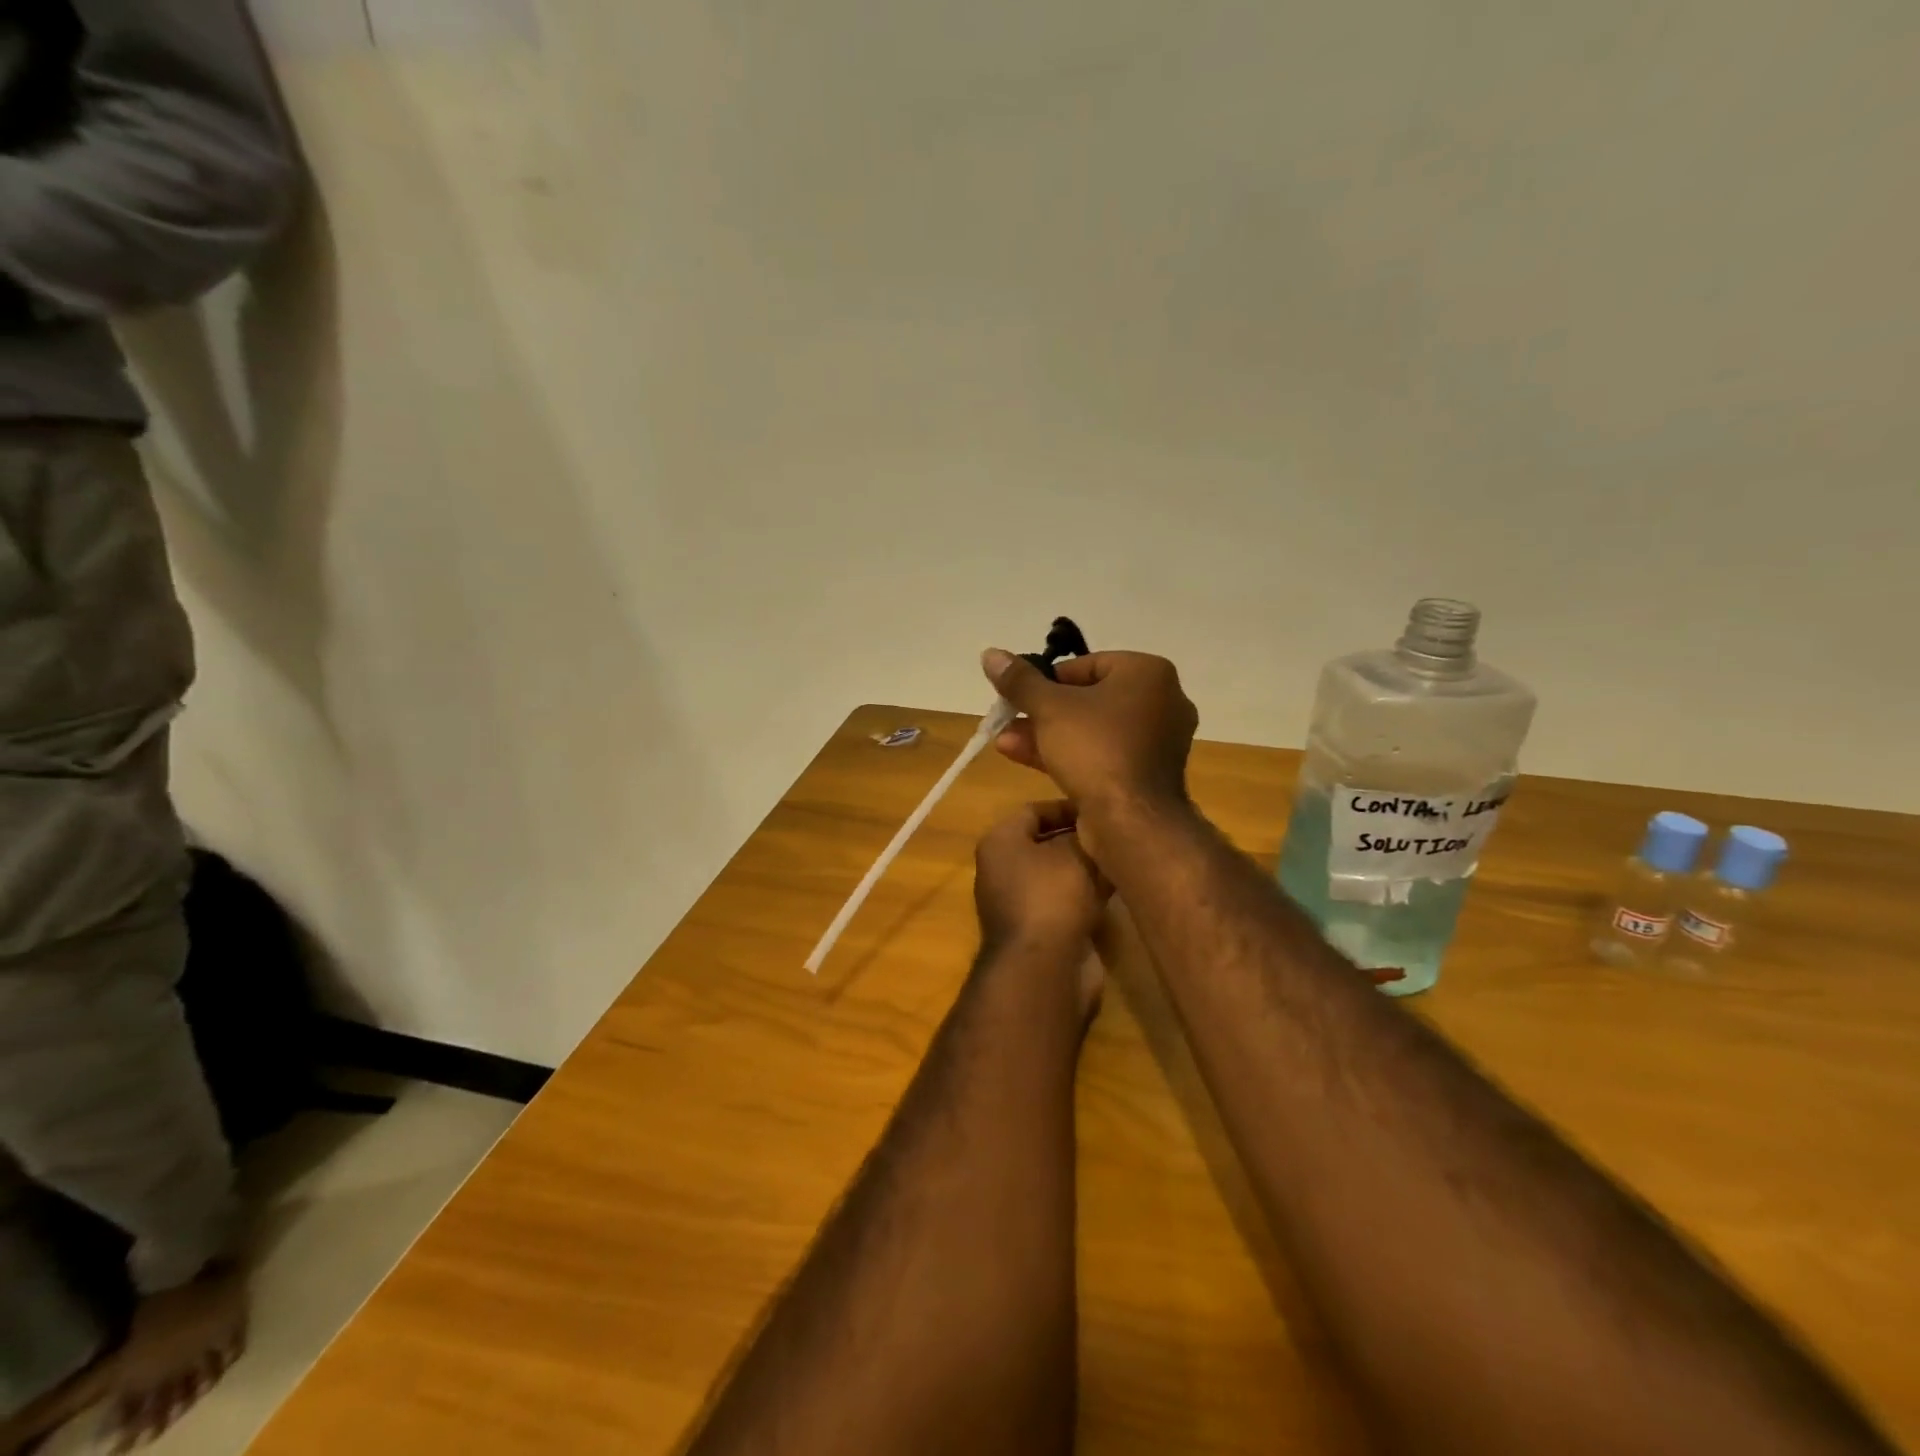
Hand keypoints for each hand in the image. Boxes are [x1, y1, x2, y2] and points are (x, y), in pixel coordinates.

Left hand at [973, 801, 1108, 954]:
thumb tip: (1093, 828)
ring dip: (1088, 867)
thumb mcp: (1073, 854)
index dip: (1066, 806)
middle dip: (1080, 837)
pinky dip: (1090, 892)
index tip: (1099, 806)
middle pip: (1046, 843)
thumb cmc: (1051, 895)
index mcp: (1000, 843)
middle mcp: (1004, 870)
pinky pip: (1067, 901)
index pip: (1033, 811)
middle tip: (1116, 829)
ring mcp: (1021, 902)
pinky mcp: (1041, 930)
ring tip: (1124, 854)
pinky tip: (1121, 883)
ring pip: (1059, 874)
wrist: (1044, 968)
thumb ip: (1084, 834)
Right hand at [981, 649, 1198, 826]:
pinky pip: (1103, 755)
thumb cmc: (1095, 749)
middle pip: (1088, 699)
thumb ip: (1019, 681)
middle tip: (1007, 719)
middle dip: (1041, 712)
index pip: (1087, 664)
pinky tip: (1024, 758)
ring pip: (1092, 730)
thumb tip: (991, 654)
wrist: (1132, 821)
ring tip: (1002, 742)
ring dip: (1046, 735)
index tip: (1019, 694)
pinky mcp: (1146, 775)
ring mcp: (1157, 742)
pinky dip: (1068, 755)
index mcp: (1149, 673)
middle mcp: (1162, 702)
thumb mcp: (1049, 708)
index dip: (1046, 679)